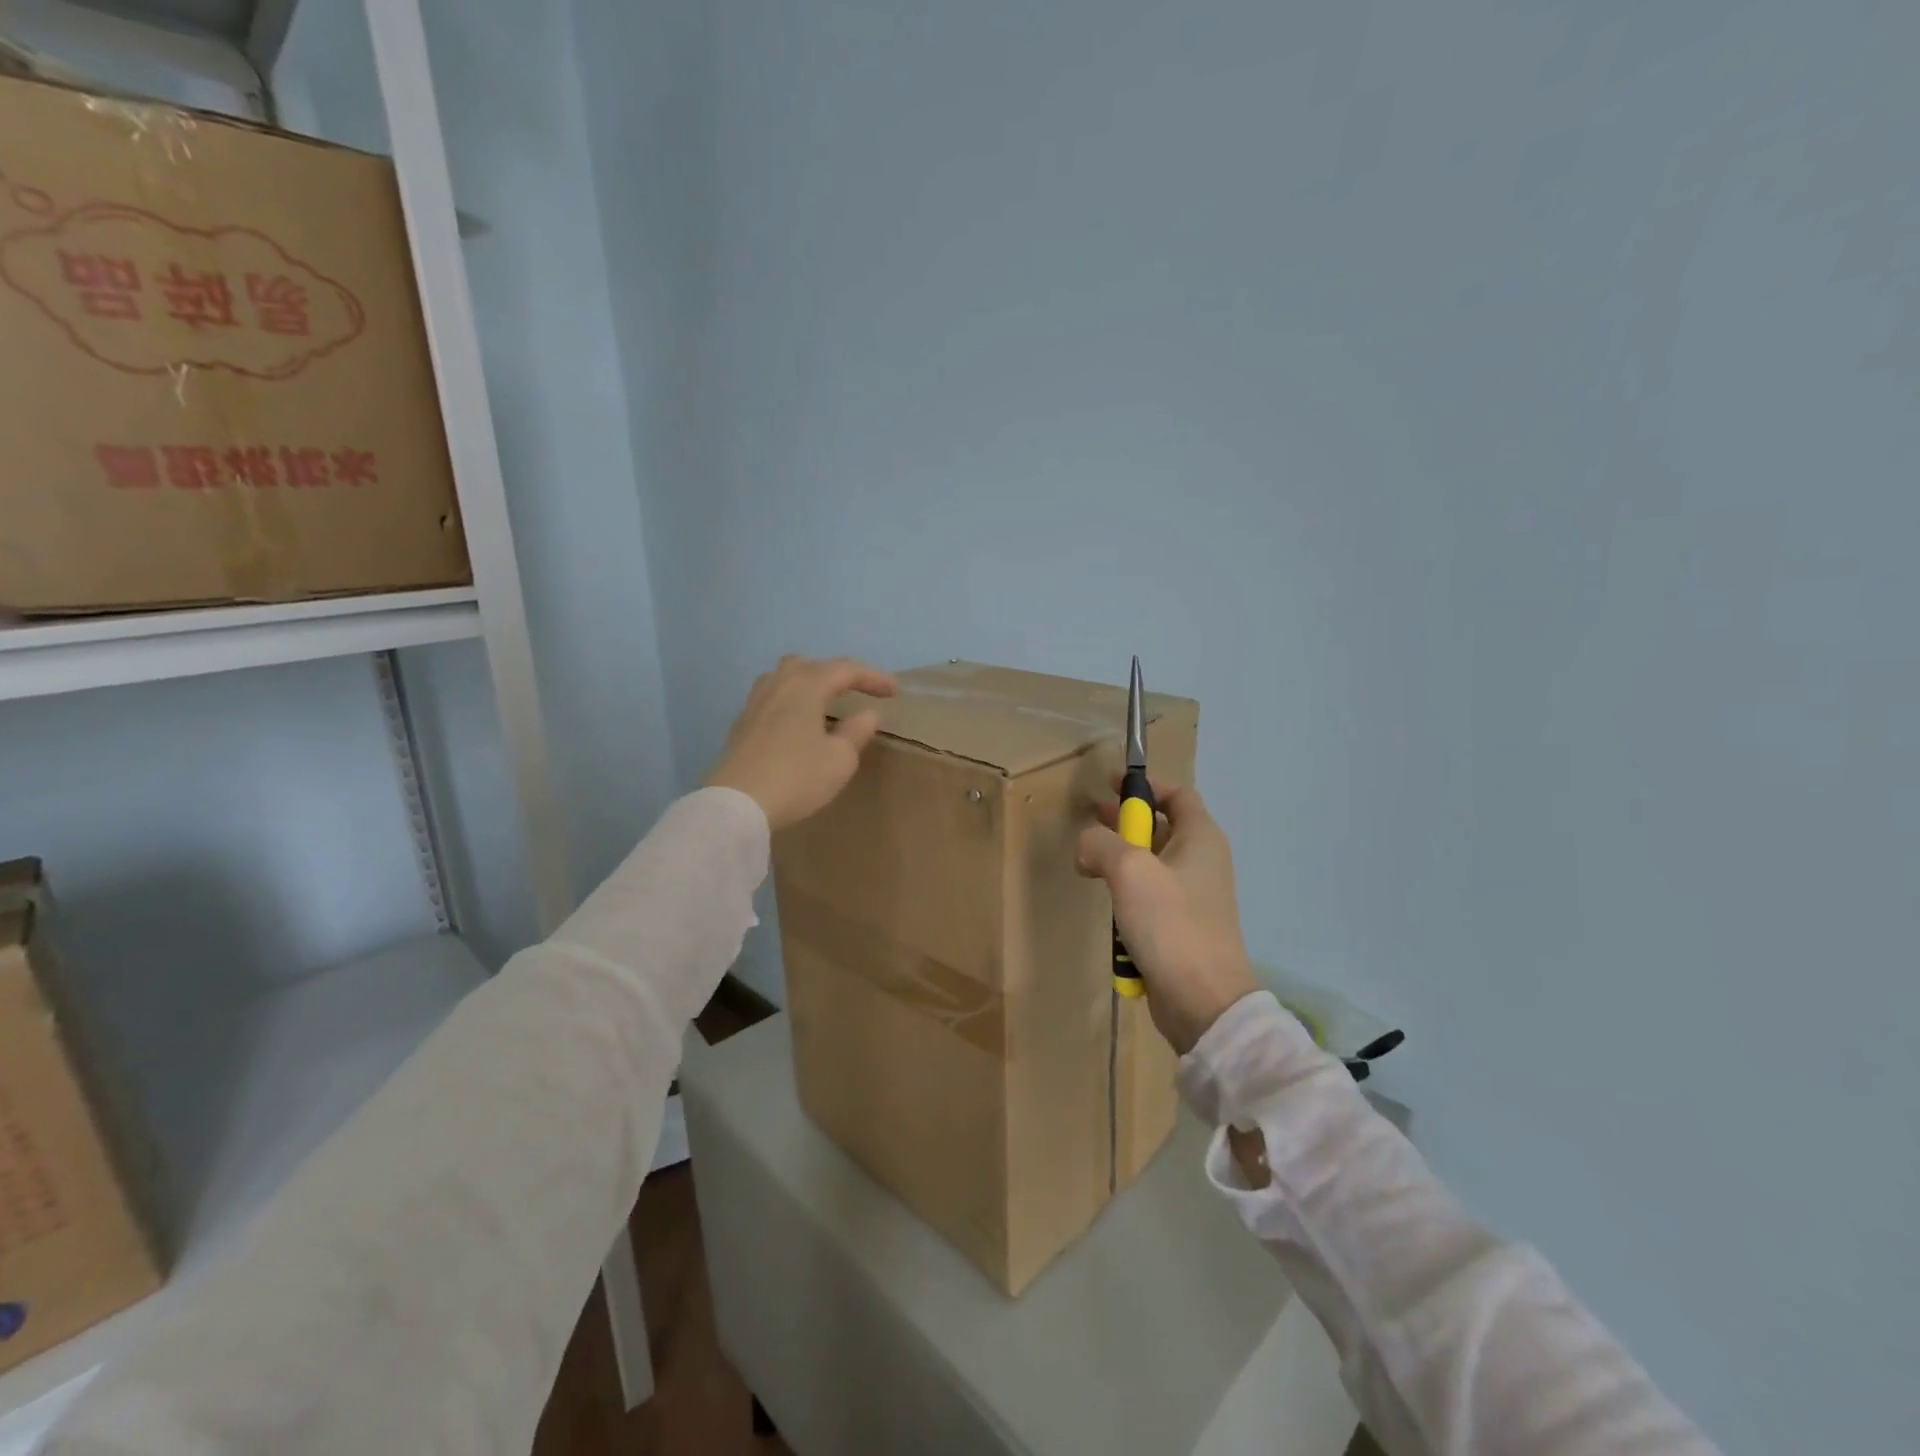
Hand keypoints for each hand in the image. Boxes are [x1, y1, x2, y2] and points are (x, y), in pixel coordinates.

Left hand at [708, 656, 897, 830]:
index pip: (845, 670)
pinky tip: (797, 720)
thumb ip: (856, 731)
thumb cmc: (797, 777)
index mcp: (806, 686)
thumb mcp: (840, 759)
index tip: (894, 691)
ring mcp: (755, 702)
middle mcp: (779, 685)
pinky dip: (791, 699)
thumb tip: (867, 714)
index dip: (872, 678)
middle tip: (857, 690)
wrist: (737, 804)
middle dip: (837, 673)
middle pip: (810, 665)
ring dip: (809, 681)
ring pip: (785, 676)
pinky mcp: (742, 723)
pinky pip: (772, 696)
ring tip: (824, 699)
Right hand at [1077, 778, 1259, 1054]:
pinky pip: (1149, 896)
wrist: (1203, 1000)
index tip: (1110, 783)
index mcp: (1201, 838)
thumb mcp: (1129, 870)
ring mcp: (1192, 896)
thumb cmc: (1171, 923)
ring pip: (1151, 863)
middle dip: (1124, 820)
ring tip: (1088, 863)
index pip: (1177, 794)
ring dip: (1120, 859)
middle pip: (1161, 826)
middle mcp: (1201, 861)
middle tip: (1090, 817)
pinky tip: (1106, 902)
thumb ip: (1101, 843)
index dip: (1145, 784)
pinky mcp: (1179, 926)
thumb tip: (1087, 845)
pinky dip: (1126, 892)